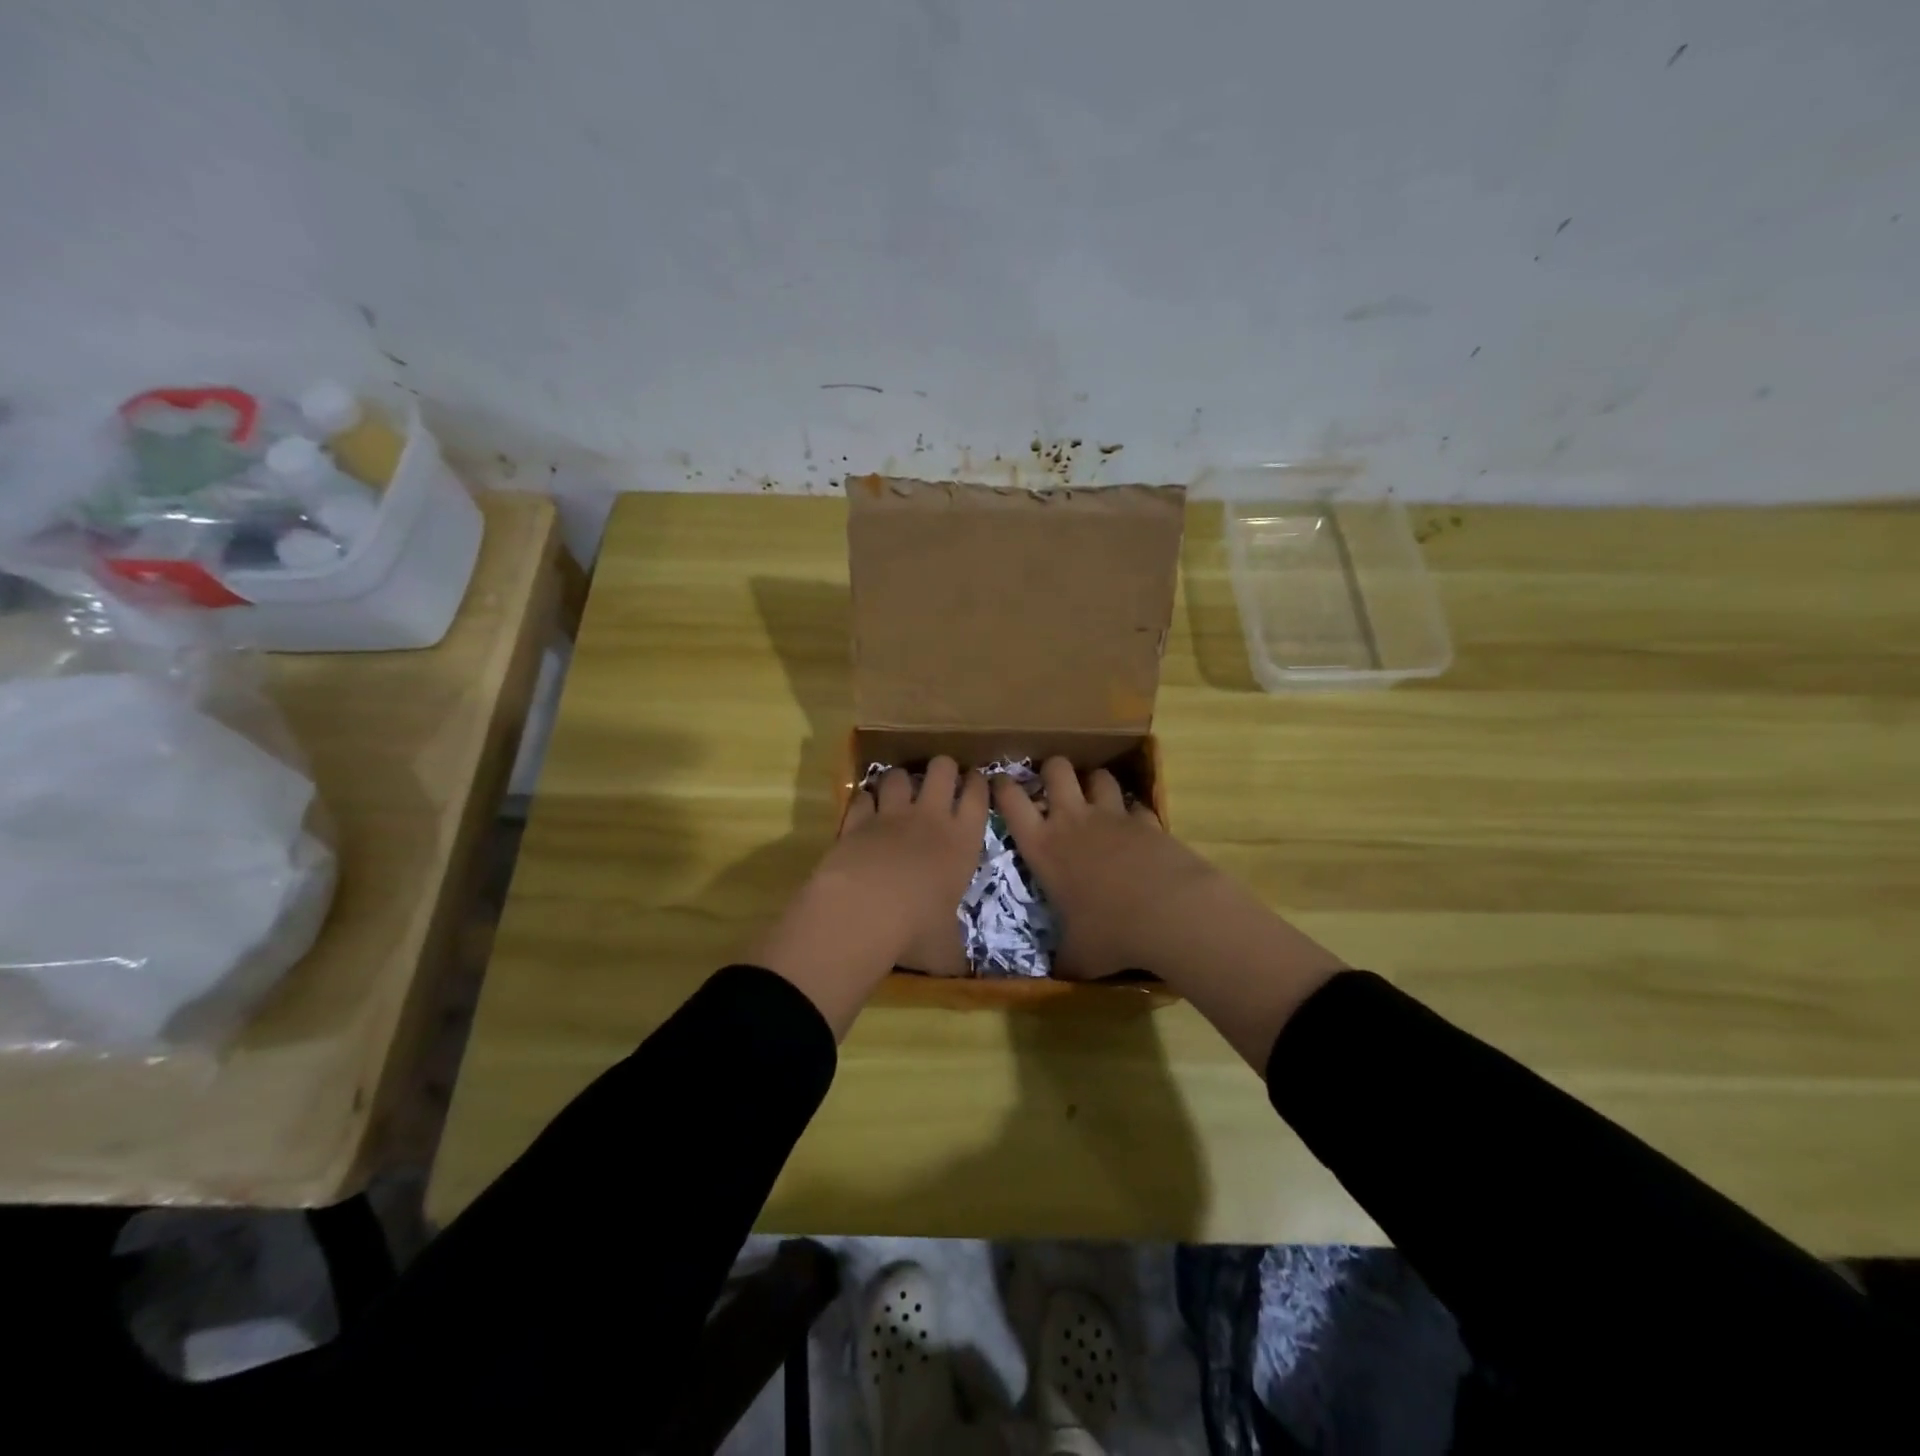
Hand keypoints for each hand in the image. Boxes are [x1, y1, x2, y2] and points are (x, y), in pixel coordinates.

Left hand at [749, 757, 986, 1036]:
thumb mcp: (946, 949)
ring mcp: (890, 815)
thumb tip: (963, 972)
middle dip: (943, 768)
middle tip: (941, 779)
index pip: (979, 797)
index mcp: (962, 842)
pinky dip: (865, 800)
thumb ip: (955, 951)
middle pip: (942, 770)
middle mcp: (930, 818)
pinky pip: (863, 797)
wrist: (863, 913)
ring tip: (899, 790)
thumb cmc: (916, 931)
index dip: (979, 783)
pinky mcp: (856, 821)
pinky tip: (866, 810)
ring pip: (899, 775)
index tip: (977, 781)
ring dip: (901, 780)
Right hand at [993, 758, 1345, 1066]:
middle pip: (1056, 769)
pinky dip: (1133, 812)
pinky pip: (1136, 804)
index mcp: (1043, 846)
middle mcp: (1073, 820)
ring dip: (1094, 783)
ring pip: (1098, 776)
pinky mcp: (1148, 820)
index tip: (1000, 785)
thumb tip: (1057, 973)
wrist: (1172, 914)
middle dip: (1052, 770)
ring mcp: (1113, 816)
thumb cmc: (1110, 933)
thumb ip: (1063, 957)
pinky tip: (1136, 828)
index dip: (1002, 787)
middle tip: (1054, 786)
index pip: (1011, 801)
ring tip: (1095, 799)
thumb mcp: (1078, 955)